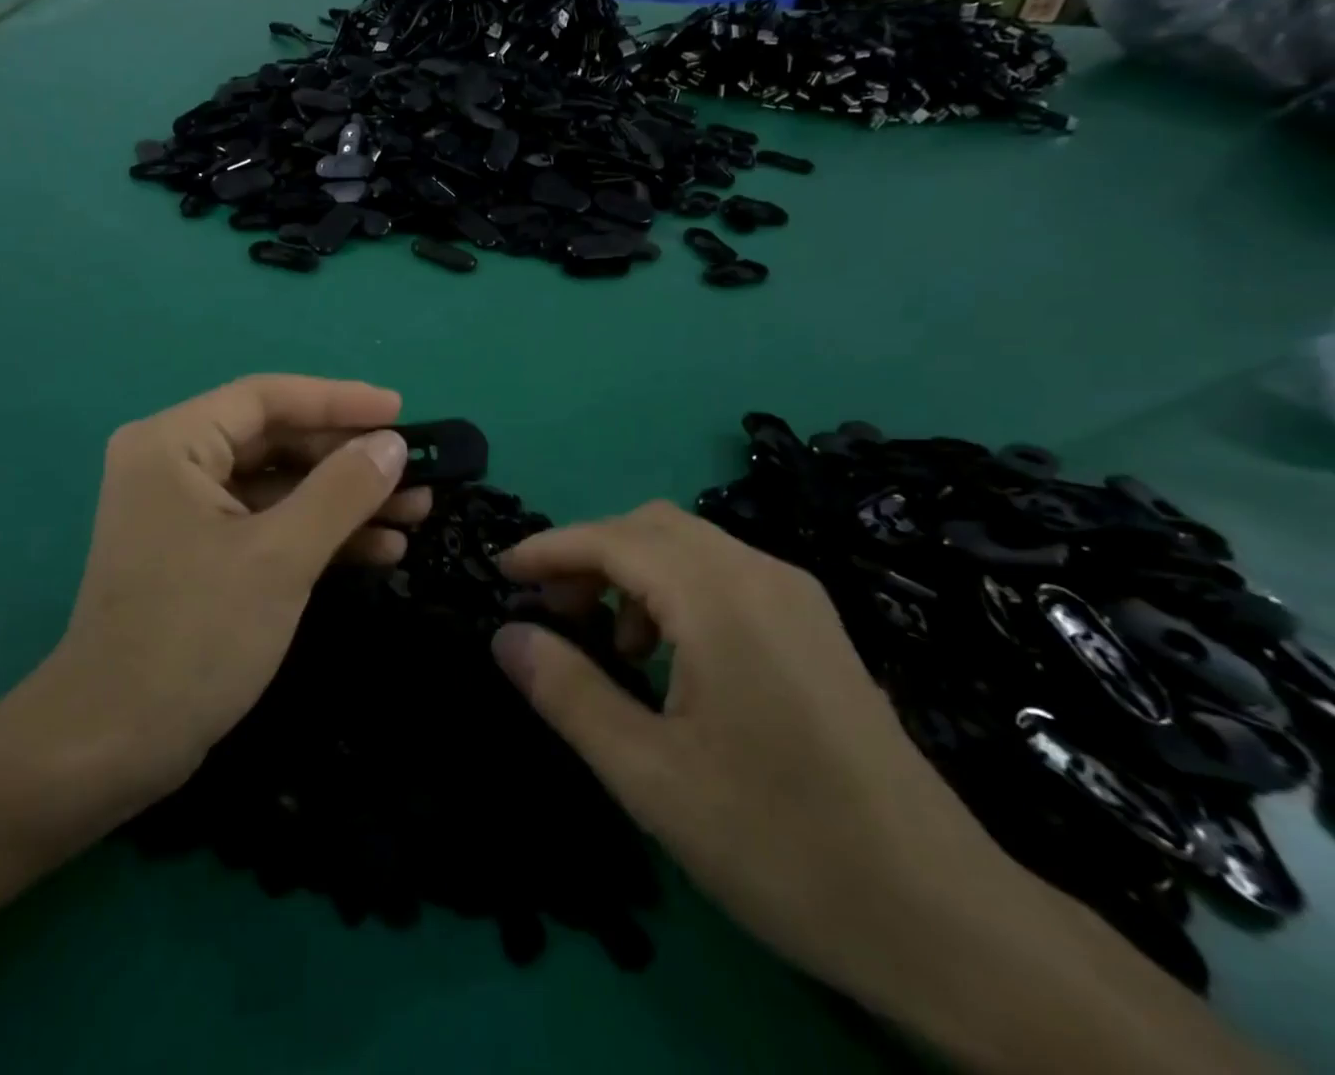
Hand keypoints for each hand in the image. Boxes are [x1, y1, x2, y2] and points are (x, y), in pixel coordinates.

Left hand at [0, 375, 421, 805]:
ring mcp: (186, 513)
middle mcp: (173, 464)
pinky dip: (320, 534)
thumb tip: (391, 444)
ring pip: (280, 487)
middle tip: (416, 472)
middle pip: (277, 441)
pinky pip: (269, 525)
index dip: (339, 400)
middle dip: (349, 460)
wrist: (113, 747)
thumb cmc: (193, 636)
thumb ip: (342, 491)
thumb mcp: (280, 556)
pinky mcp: (201, 555)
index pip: (267, 398)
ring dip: (345, 501)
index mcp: (173, 443)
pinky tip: (379, 549)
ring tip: (416, 512)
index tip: (399, 412)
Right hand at [491, 502, 1041, 1016]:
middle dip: (588, 556)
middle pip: (651, 526)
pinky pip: (724, 576)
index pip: (613, 538)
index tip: (500, 572)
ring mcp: (797, 598)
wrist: (948, 921)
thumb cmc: (781, 845)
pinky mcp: (816, 628)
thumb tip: (506, 635)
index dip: (549, 548)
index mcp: (721, 599)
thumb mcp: (648, 775)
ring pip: (689, 546)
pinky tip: (668, 659)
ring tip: (608, 644)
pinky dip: (673, 591)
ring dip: (631, 572)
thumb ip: (567, 691)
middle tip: (551, 613)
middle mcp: (762, 576)